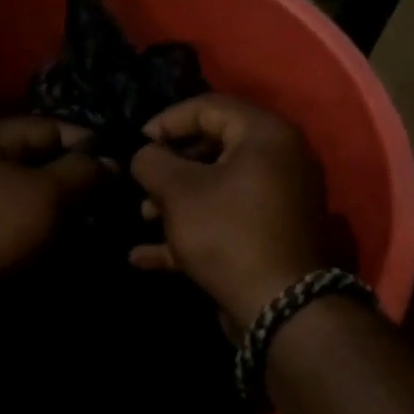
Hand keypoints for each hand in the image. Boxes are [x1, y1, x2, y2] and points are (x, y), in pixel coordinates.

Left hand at [0, 117, 106, 304]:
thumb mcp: (43, 193)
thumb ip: (82, 172)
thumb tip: (112, 163)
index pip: (51, 128)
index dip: (90, 145)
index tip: (126, 169)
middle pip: (44, 164)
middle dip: (81, 183)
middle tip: (119, 204)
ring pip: (38, 200)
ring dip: (68, 214)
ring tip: (103, 228)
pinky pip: (25, 228)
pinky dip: (49, 236)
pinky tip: (76, 249)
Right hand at [129, 95, 337, 328]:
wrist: (278, 306)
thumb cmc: (228, 234)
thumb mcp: (180, 191)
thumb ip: (153, 162)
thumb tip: (144, 154)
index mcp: (265, 135)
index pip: (209, 107)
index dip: (166, 121)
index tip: (135, 144)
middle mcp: (278, 161)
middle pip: (211, 149)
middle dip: (168, 167)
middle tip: (139, 183)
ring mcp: (274, 202)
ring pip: (215, 189)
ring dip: (173, 202)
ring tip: (142, 218)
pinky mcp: (266, 237)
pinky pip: (222, 223)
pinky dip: (187, 233)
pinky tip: (143, 256)